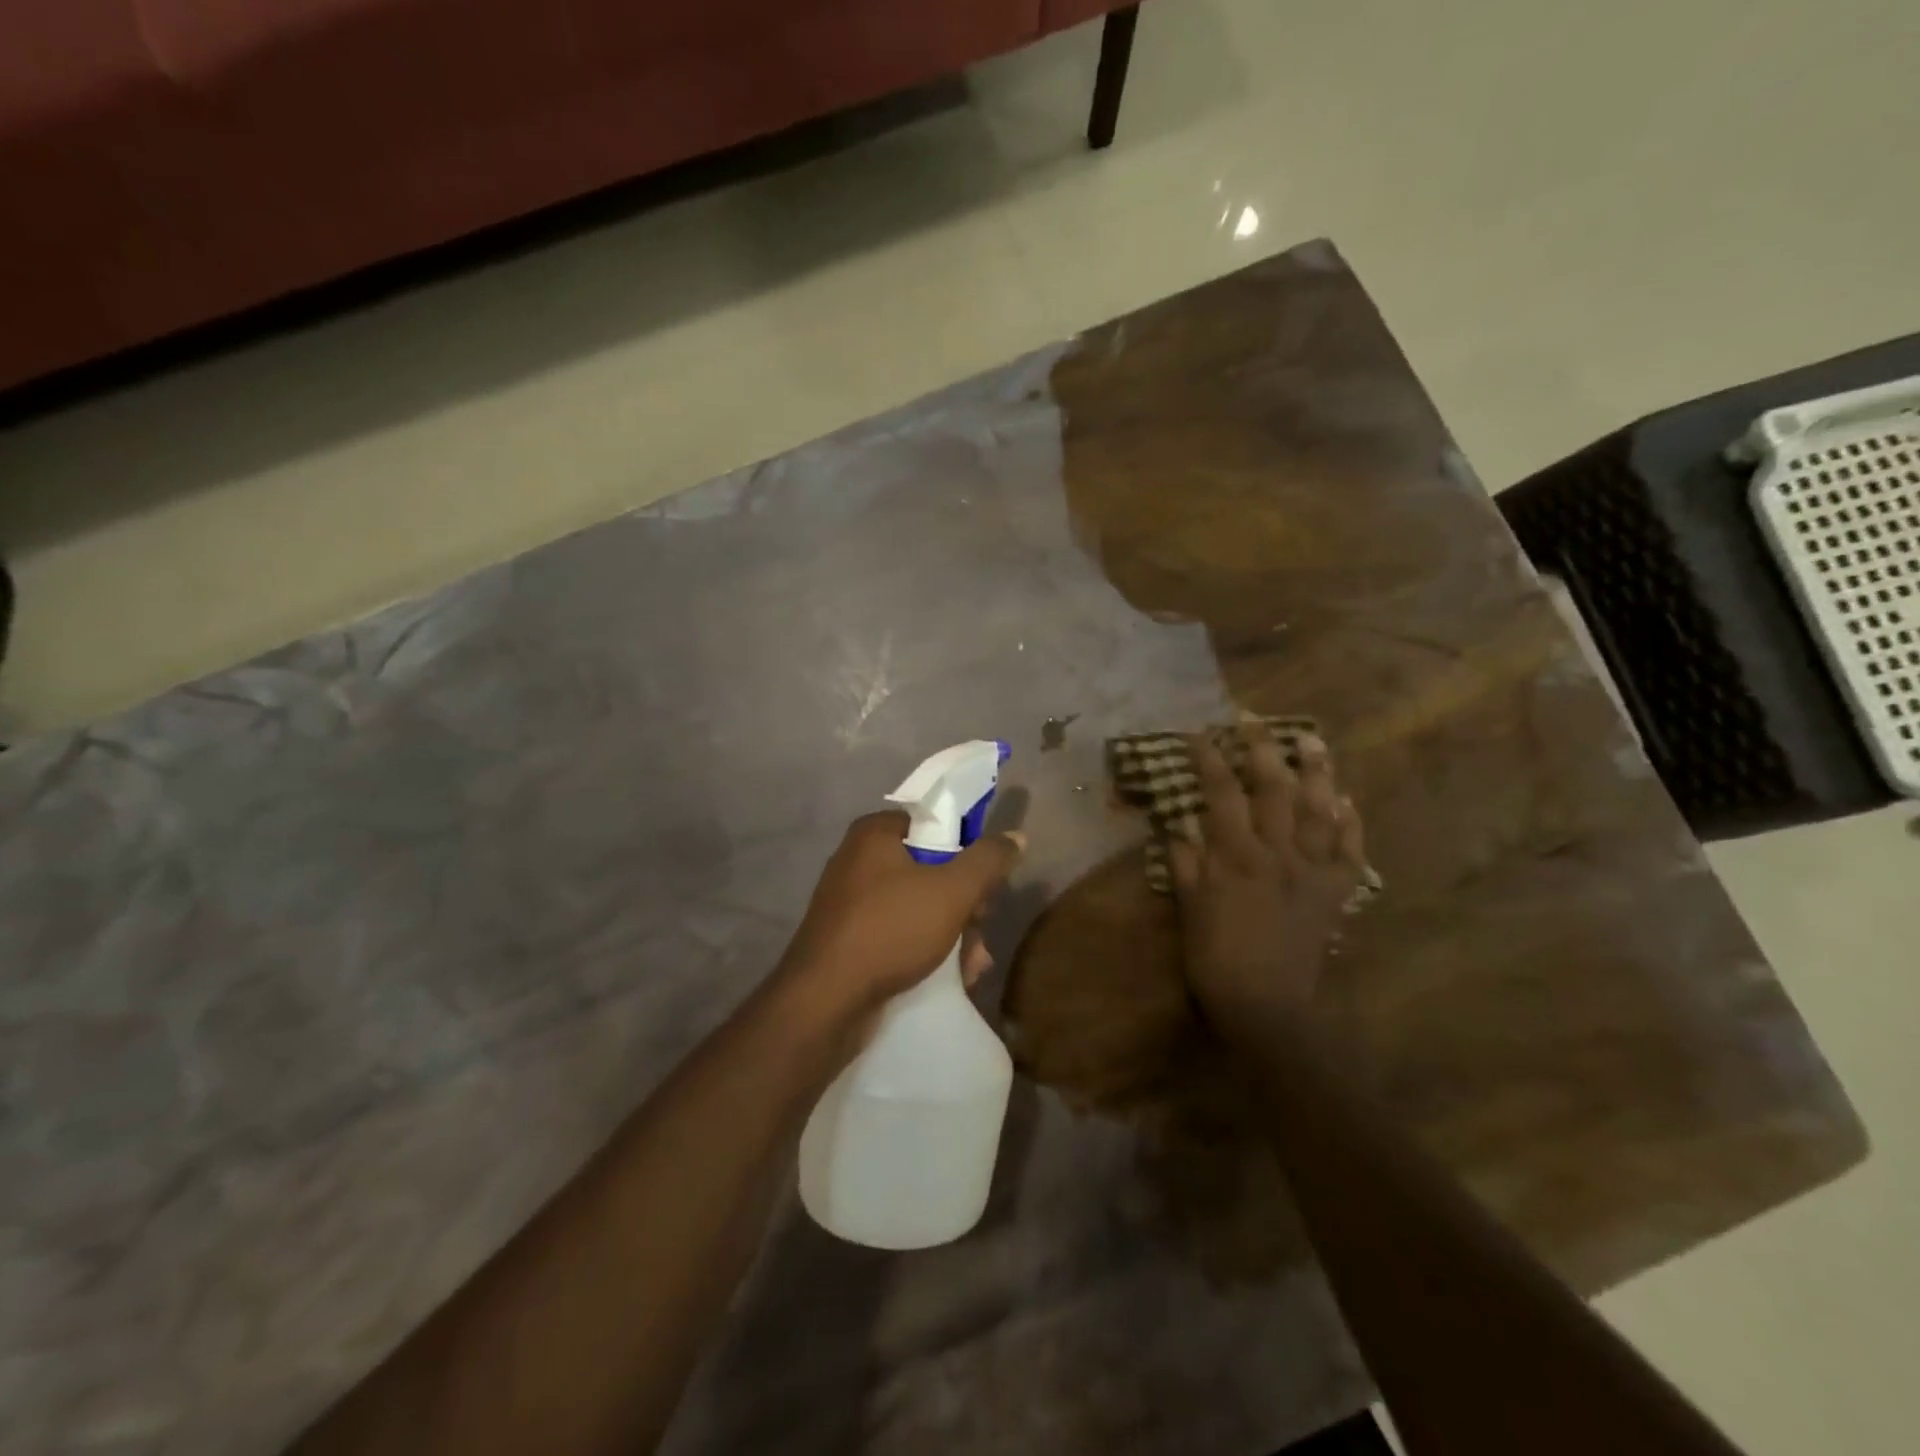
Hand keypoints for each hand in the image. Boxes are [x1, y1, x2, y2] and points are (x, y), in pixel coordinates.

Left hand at [779, 811, 1024, 1020]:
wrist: (824, 1002)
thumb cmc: (891, 930)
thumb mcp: (952, 891)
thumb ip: (988, 860)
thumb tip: (1016, 836)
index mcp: (874, 835)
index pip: (932, 825)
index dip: (966, 850)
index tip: (985, 882)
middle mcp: (858, 861)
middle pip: (930, 869)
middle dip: (964, 903)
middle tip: (981, 926)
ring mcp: (850, 904)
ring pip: (918, 907)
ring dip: (953, 933)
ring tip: (973, 964)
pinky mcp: (849, 941)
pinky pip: (898, 934)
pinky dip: (926, 950)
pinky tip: (953, 977)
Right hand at [1169, 727, 1365, 1036]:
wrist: (1267, 1006)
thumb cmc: (1216, 958)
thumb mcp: (1189, 908)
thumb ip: (1186, 862)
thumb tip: (1178, 824)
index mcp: (1237, 857)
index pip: (1221, 794)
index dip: (1209, 759)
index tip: (1199, 732)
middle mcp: (1278, 854)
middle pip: (1274, 789)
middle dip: (1263, 749)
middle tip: (1254, 719)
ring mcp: (1312, 871)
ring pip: (1318, 811)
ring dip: (1316, 772)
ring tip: (1313, 741)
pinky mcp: (1335, 893)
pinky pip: (1350, 851)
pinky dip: (1350, 823)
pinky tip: (1346, 800)